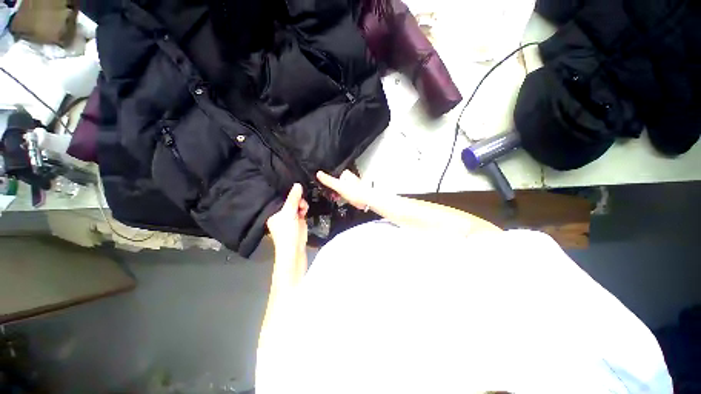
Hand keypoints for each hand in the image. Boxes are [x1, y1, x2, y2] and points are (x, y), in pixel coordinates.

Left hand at [266, 183, 308, 259]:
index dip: (287, 193)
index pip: (280, 198)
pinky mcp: (298, 220)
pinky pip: (301, 209)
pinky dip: (304, 208)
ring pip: (296, 204)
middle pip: (289, 201)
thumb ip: (293, 199)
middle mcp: (280, 213)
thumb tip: (297, 184)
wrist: (295, 249)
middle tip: (300, 202)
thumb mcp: (289, 213)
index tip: (295, 189)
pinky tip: (304, 210)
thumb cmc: (287, 231)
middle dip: (296, 200)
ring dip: (301, 204)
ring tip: (303, 208)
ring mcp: (290, 217)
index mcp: (273, 212)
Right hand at [317, 170, 372, 209]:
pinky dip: (340, 196)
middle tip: (330, 194)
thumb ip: (328, 180)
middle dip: (332, 189)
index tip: (324, 187)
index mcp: (345, 174)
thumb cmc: (356, 192)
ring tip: (335, 197)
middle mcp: (348, 178)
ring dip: (336, 193)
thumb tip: (318, 173)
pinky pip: (343, 193)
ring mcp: (350, 185)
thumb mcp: (339, 186)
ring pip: (339, 188)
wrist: (367, 200)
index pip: (332, 175)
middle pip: (335, 182)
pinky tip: (340, 199)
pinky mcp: (352, 191)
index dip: (327, 181)